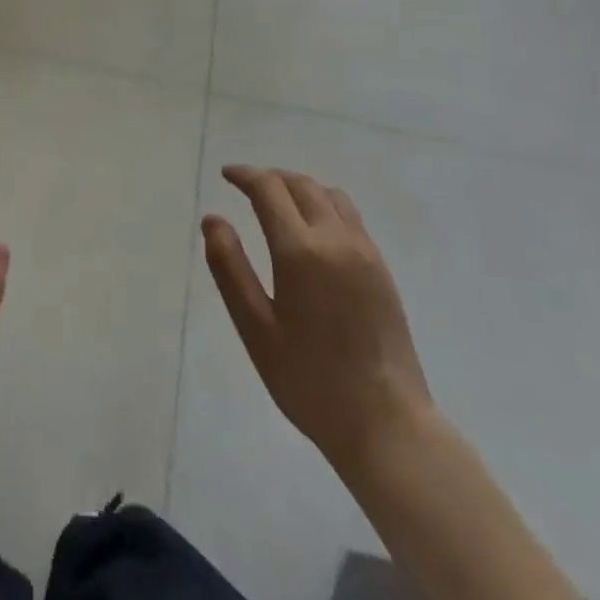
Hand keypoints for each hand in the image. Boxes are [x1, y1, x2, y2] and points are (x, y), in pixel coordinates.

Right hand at [203, 165, 431, 476]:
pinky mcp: (382, 270)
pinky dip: (323, 205)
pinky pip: (350, 217)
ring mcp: (366, 253)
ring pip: (330, 196)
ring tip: (277, 203)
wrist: (387, 424)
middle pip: (301, 185)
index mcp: (301, 252)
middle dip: (270, 178)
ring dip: (299, 188)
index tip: (225, 175)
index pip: (270, 190)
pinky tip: (310, 231)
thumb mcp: (255, 328)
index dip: (245, 175)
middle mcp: (337, 240)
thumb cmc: (309, 381)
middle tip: (245, 186)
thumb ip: (229, 268)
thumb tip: (212, 220)